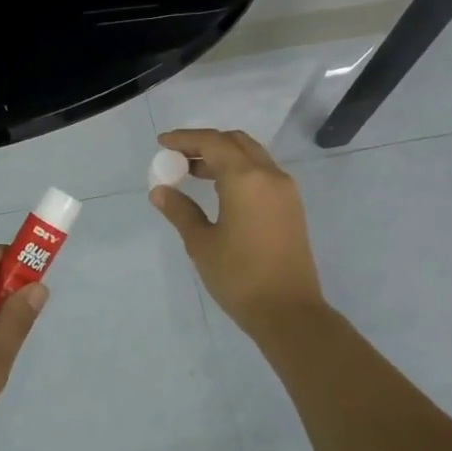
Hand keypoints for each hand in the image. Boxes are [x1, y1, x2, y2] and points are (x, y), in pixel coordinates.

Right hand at [149, 129, 325, 336]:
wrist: (288, 311)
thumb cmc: (239, 276)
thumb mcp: (201, 243)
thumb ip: (180, 211)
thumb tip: (160, 191)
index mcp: (245, 179)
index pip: (212, 142)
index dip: (185, 139)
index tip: (162, 143)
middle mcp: (269, 175)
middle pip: (235, 142)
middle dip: (205, 144)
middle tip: (178, 158)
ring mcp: (285, 191)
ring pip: (251, 156)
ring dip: (223, 157)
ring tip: (193, 173)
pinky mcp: (291, 207)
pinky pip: (262, 174)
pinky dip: (239, 171)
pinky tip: (220, 191)